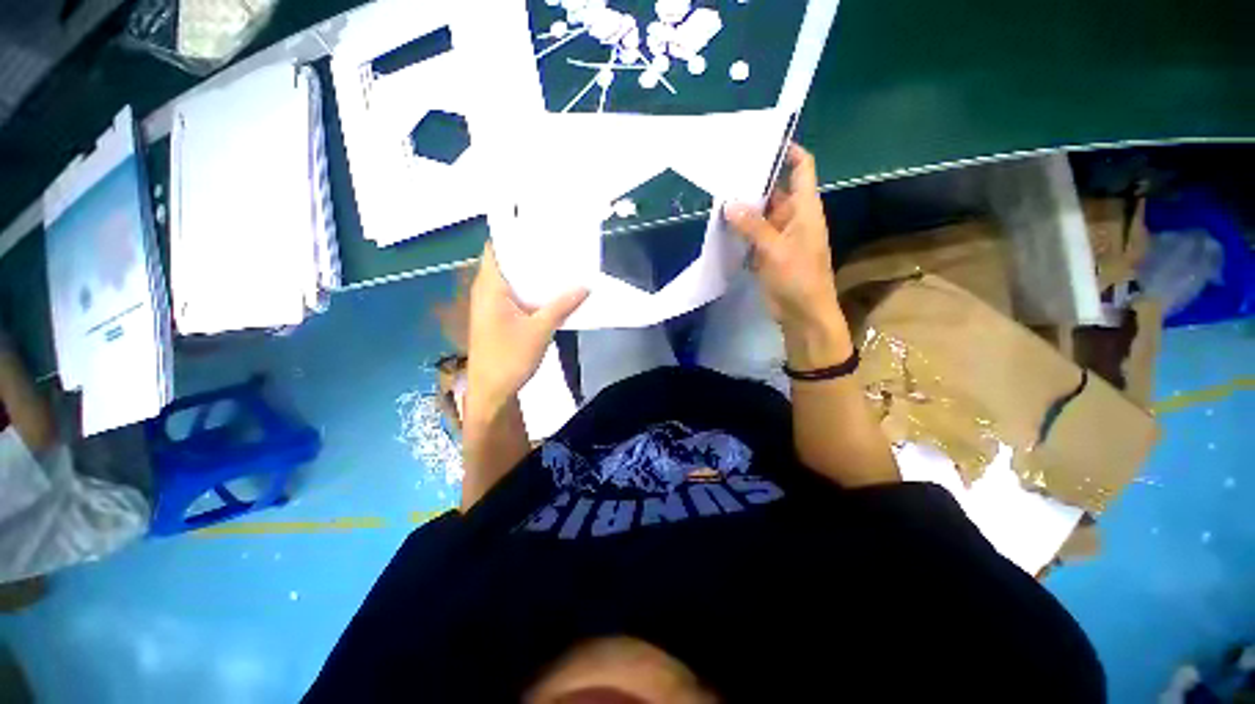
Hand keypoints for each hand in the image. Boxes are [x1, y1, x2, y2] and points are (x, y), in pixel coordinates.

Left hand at [466, 243, 587, 417]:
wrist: (492, 391)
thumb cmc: (510, 357)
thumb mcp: (540, 330)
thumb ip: (562, 306)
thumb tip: (585, 286)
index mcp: (490, 287)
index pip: (497, 248)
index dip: (515, 235)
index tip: (539, 228)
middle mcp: (486, 291)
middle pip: (506, 263)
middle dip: (529, 254)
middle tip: (556, 245)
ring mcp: (490, 306)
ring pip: (511, 280)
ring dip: (531, 274)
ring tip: (557, 264)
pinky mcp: (497, 319)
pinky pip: (513, 295)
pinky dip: (529, 290)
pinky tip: (549, 292)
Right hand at [723, 143, 851, 367]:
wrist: (802, 314)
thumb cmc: (798, 278)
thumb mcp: (775, 250)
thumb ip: (753, 226)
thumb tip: (729, 203)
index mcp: (805, 209)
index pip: (802, 168)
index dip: (788, 151)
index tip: (762, 141)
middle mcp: (793, 217)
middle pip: (775, 190)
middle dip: (754, 181)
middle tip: (725, 171)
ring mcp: (779, 236)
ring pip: (760, 214)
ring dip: (742, 208)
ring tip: (716, 195)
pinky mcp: (767, 254)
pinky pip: (752, 235)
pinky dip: (739, 231)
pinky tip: (720, 226)